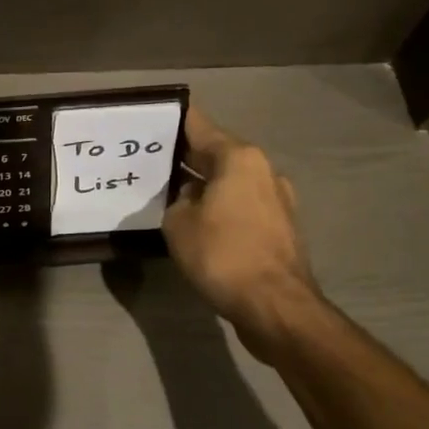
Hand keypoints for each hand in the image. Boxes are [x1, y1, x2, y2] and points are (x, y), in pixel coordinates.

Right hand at [163, 106, 324, 350]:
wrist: (277, 307)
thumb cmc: (223, 254)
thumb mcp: (178, 223)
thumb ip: (177, 200)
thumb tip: (189, 198)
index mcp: (239, 157)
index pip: (198, 124)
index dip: (171, 121)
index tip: (147, 120)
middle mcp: (262, 170)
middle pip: (216, 152)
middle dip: (184, 156)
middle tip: (149, 160)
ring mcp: (277, 199)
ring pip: (229, 180)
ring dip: (203, 184)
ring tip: (169, 193)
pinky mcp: (280, 228)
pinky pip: (241, 205)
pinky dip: (219, 206)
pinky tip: (197, 221)